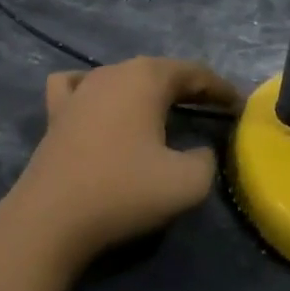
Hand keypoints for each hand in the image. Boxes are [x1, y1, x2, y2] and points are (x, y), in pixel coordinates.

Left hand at [0, 57, 240, 277]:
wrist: (51, 219)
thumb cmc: (123, 192)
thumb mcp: (188, 182)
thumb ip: (207, 159)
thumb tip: (201, 151)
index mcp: (147, 78)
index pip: (195, 73)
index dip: (221, 89)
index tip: (239, 106)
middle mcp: (112, 72)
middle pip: (159, 71)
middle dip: (188, 88)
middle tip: (211, 109)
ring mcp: (79, 90)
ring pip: (122, 77)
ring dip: (148, 90)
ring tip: (164, 111)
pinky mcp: (56, 113)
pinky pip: (79, 87)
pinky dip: (98, 91)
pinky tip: (101, 104)